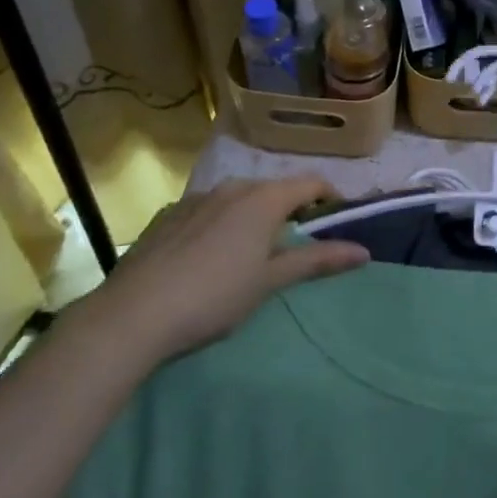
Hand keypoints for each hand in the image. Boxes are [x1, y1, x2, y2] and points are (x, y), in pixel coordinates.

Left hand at [97, 177, 368, 363]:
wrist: (133, 314)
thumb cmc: (214, 296)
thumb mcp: (270, 281)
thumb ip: (316, 260)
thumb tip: (363, 251)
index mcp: (263, 198)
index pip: (311, 183)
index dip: (329, 199)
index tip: (336, 223)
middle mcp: (233, 186)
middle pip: (275, 190)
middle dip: (290, 211)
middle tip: (294, 248)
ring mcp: (198, 198)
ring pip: (240, 199)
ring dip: (254, 218)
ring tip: (251, 255)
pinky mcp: (170, 214)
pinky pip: (210, 210)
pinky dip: (222, 224)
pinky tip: (209, 259)